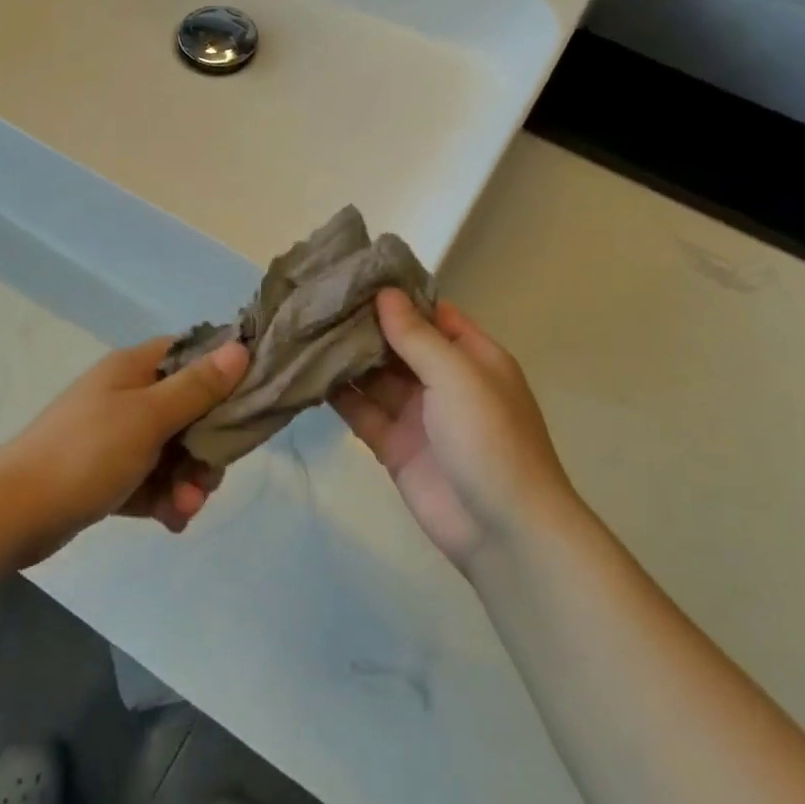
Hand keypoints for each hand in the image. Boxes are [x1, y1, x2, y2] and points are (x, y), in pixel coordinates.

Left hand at [0, 335, 249, 560]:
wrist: (15, 513)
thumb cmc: (86, 453)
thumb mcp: (149, 417)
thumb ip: (197, 387)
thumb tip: (241, 347)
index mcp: (135, 369)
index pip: (192, 356)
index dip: (223, 375)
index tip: (247, 406)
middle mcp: (128, 396)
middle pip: (191, 411)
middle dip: (206, 449)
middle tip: (207, 480)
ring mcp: (117, 436)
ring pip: (175, 451)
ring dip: (187, 481)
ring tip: (183, 509)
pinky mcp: (109, 473)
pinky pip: (152, 479)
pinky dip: (165, 498)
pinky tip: (170, 521)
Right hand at [333, 290, 575, 572]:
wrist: (502, 530)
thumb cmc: (489, 438)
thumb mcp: (457, 375)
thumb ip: (416, 336)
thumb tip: (384, 293)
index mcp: (471, 356)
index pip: (430, 314)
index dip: (396, 295)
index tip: (352, 273)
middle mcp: (443, 380)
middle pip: (397, 344)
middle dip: (362, 324)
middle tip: (315, 298)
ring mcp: (417, 414)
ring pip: (375, 377)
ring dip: (345, 357)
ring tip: (302, 329)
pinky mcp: (393, 446)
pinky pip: (362, 412)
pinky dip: (338, 396)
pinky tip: (306, 373)